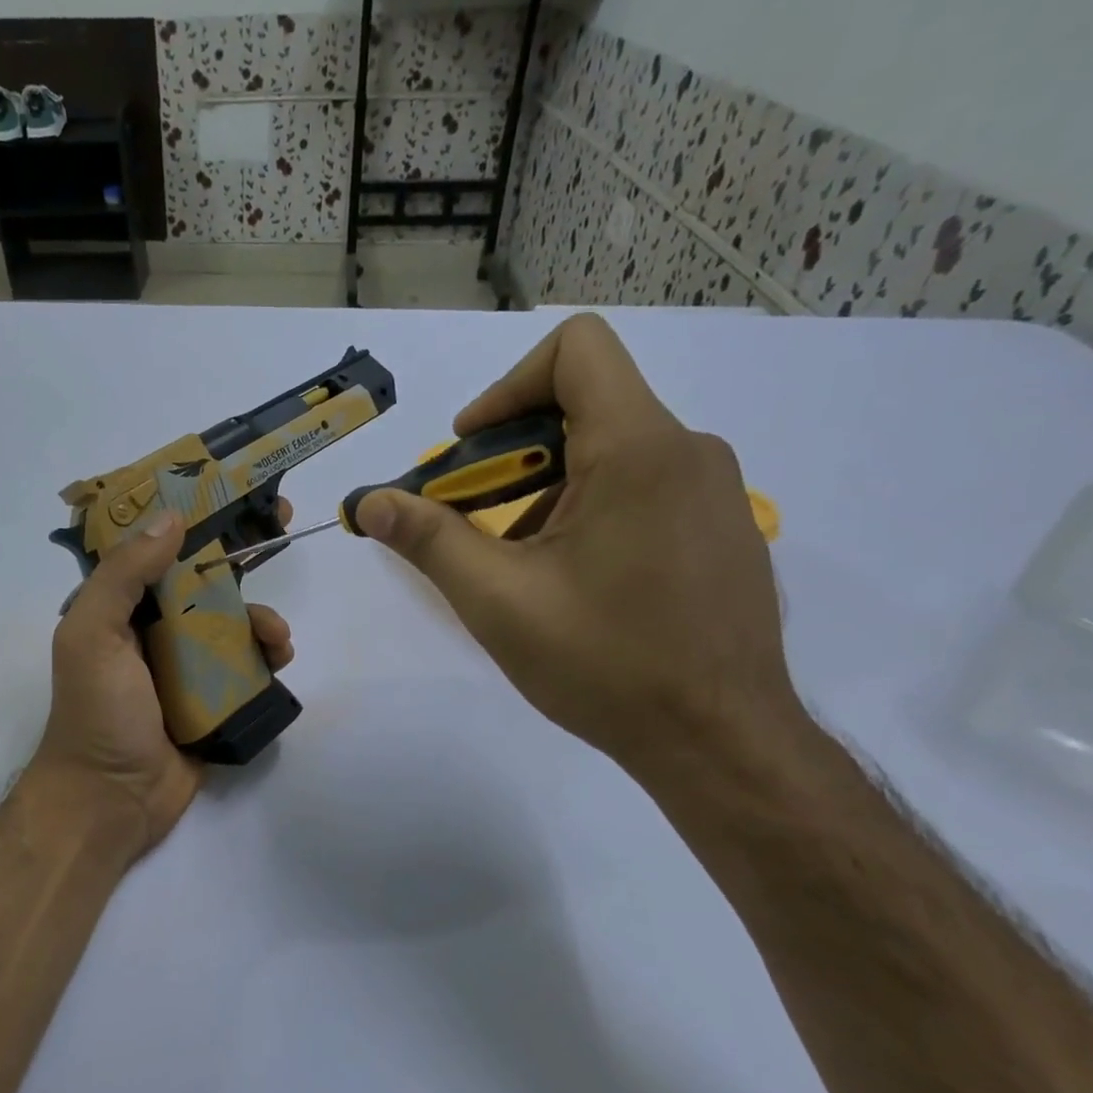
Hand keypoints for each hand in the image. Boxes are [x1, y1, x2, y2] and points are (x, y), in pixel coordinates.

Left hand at [32, 507, 294, 860]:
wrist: (111, 801)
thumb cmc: (96, 713)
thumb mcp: (93, 635)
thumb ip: (123, 576)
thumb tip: (172, 518)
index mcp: (120, 607)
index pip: (157, 547)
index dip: (191, 514)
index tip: (229, 488)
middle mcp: (154, 628)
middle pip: (203, 577)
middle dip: (240, 551)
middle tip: (279, 523)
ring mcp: (186, 665)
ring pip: (232, 621)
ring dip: (259, 617)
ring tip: (275, 636)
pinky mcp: (214, 699)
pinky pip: (246, 665)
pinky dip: (266, 656)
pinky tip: (279, 659)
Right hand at [355, 313, 800, 774]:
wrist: (720, 742)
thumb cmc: (605, 664)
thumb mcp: (498, 601)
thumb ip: (428, 539)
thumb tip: (368, 503)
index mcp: (639, 449)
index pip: (576, 350)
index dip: (506, 388)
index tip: (469, 454)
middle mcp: (689, 452)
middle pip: (584, 407)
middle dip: (510, 456)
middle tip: (470, 522)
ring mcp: (716, 494)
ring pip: (611, 454)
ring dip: (546, 492)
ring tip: (517, 565)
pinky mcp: (723, 532)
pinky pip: (645, 490)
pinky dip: (589, 513)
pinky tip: (573, 584)